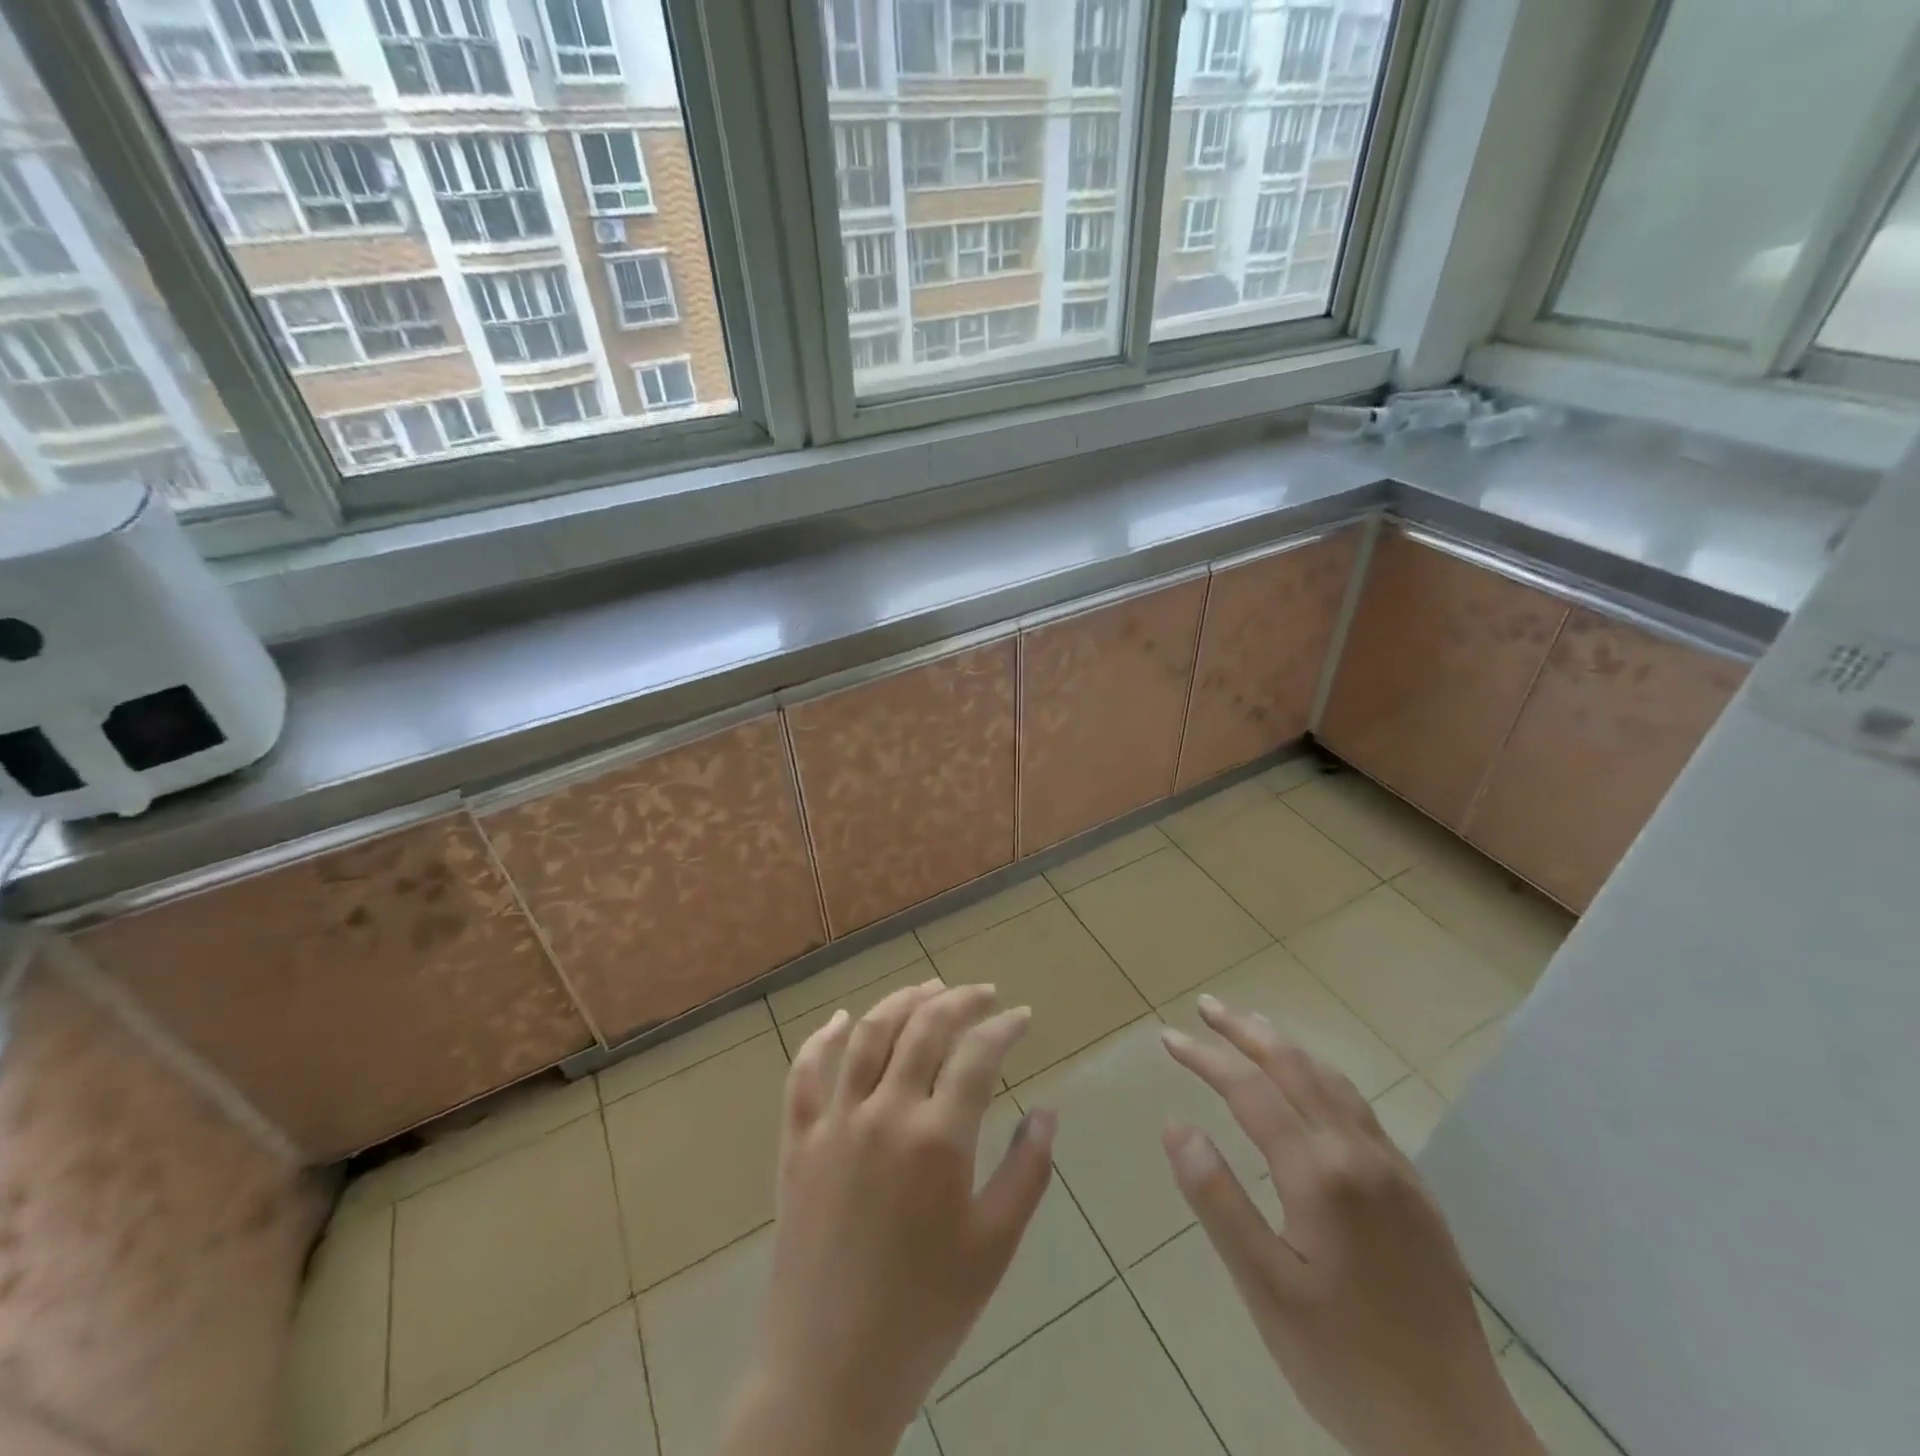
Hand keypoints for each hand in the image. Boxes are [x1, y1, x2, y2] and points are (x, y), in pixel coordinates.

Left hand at [720, 980, 1055, 1455]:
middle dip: (959, 1000)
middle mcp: (884, 1113)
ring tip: (928, 988)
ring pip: (868, 1035)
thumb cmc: (926, 1312)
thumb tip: (1047, 1110)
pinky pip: (804, 1074)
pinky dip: (824, 1039)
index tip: (1021, 1016)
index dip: (1004, 1026)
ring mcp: (835, 1123)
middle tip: (983, 993)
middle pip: (924, 1028)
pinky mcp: (798, 1142)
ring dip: (901, 1002)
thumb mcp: (994, 1246)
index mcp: (938, 1139)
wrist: (831, 1370)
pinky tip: (842, 1019)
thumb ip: (1027, 1170)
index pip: (978, 1054)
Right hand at [1162, 996, 1544, 1455]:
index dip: (1205, 1059)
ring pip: (1333, 1082)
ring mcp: (1394, 1170)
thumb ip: (1217, 1199)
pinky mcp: (1415, 1192)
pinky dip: (1321, 1077)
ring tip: (1251, 1026)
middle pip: (1295, 1068)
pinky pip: (1360, 1109)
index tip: (1168, 1038)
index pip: (1250, 1091)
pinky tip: (1311, 1087)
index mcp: (1319, 1175)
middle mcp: (1359, 1154)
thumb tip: (1176, 1125)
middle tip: (1206, 1007)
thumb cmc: (1345, 1364)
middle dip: (1246, 1031)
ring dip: (1286, 1047)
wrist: (1459, 1436)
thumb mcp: (1264, 1289)